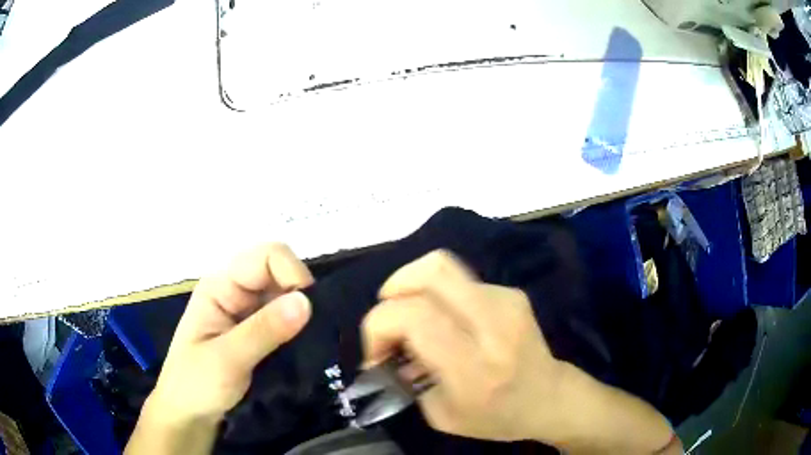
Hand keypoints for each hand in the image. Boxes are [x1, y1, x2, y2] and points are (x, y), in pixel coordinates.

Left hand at [128, 243, 313, 454]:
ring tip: (312, 345)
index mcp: (221, 285)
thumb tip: (307, 301)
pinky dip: (300, 331)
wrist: (189, 415)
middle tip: (312, 334)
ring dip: (303, 317)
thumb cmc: (196, 384)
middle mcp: (237, 291)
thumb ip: (264, 330)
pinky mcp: (259, 333)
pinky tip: (305, 350)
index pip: (267, 257)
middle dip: (301, 298)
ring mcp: (248, 312)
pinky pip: (287, 321)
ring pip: (287, 298)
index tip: (309, 310)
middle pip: (281, 274)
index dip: (292, 273)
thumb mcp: (226, 359)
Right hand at [362, 250, 677, 452]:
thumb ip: (407, 380)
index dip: (379, 327)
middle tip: (389, 320)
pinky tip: (444, 321)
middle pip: (429, 274)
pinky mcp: (512, 292)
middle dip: (393, 290)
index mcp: (474, 366)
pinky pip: (459, 280)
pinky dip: (438, 295)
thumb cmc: (497, 417)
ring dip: (413, 289)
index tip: (377, 353)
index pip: (414, 317)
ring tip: (412, 318)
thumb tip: (389, 349)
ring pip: (442, 266)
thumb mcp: (441, 416)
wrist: (550, 398)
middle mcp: (493, 323)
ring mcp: (506, 301)